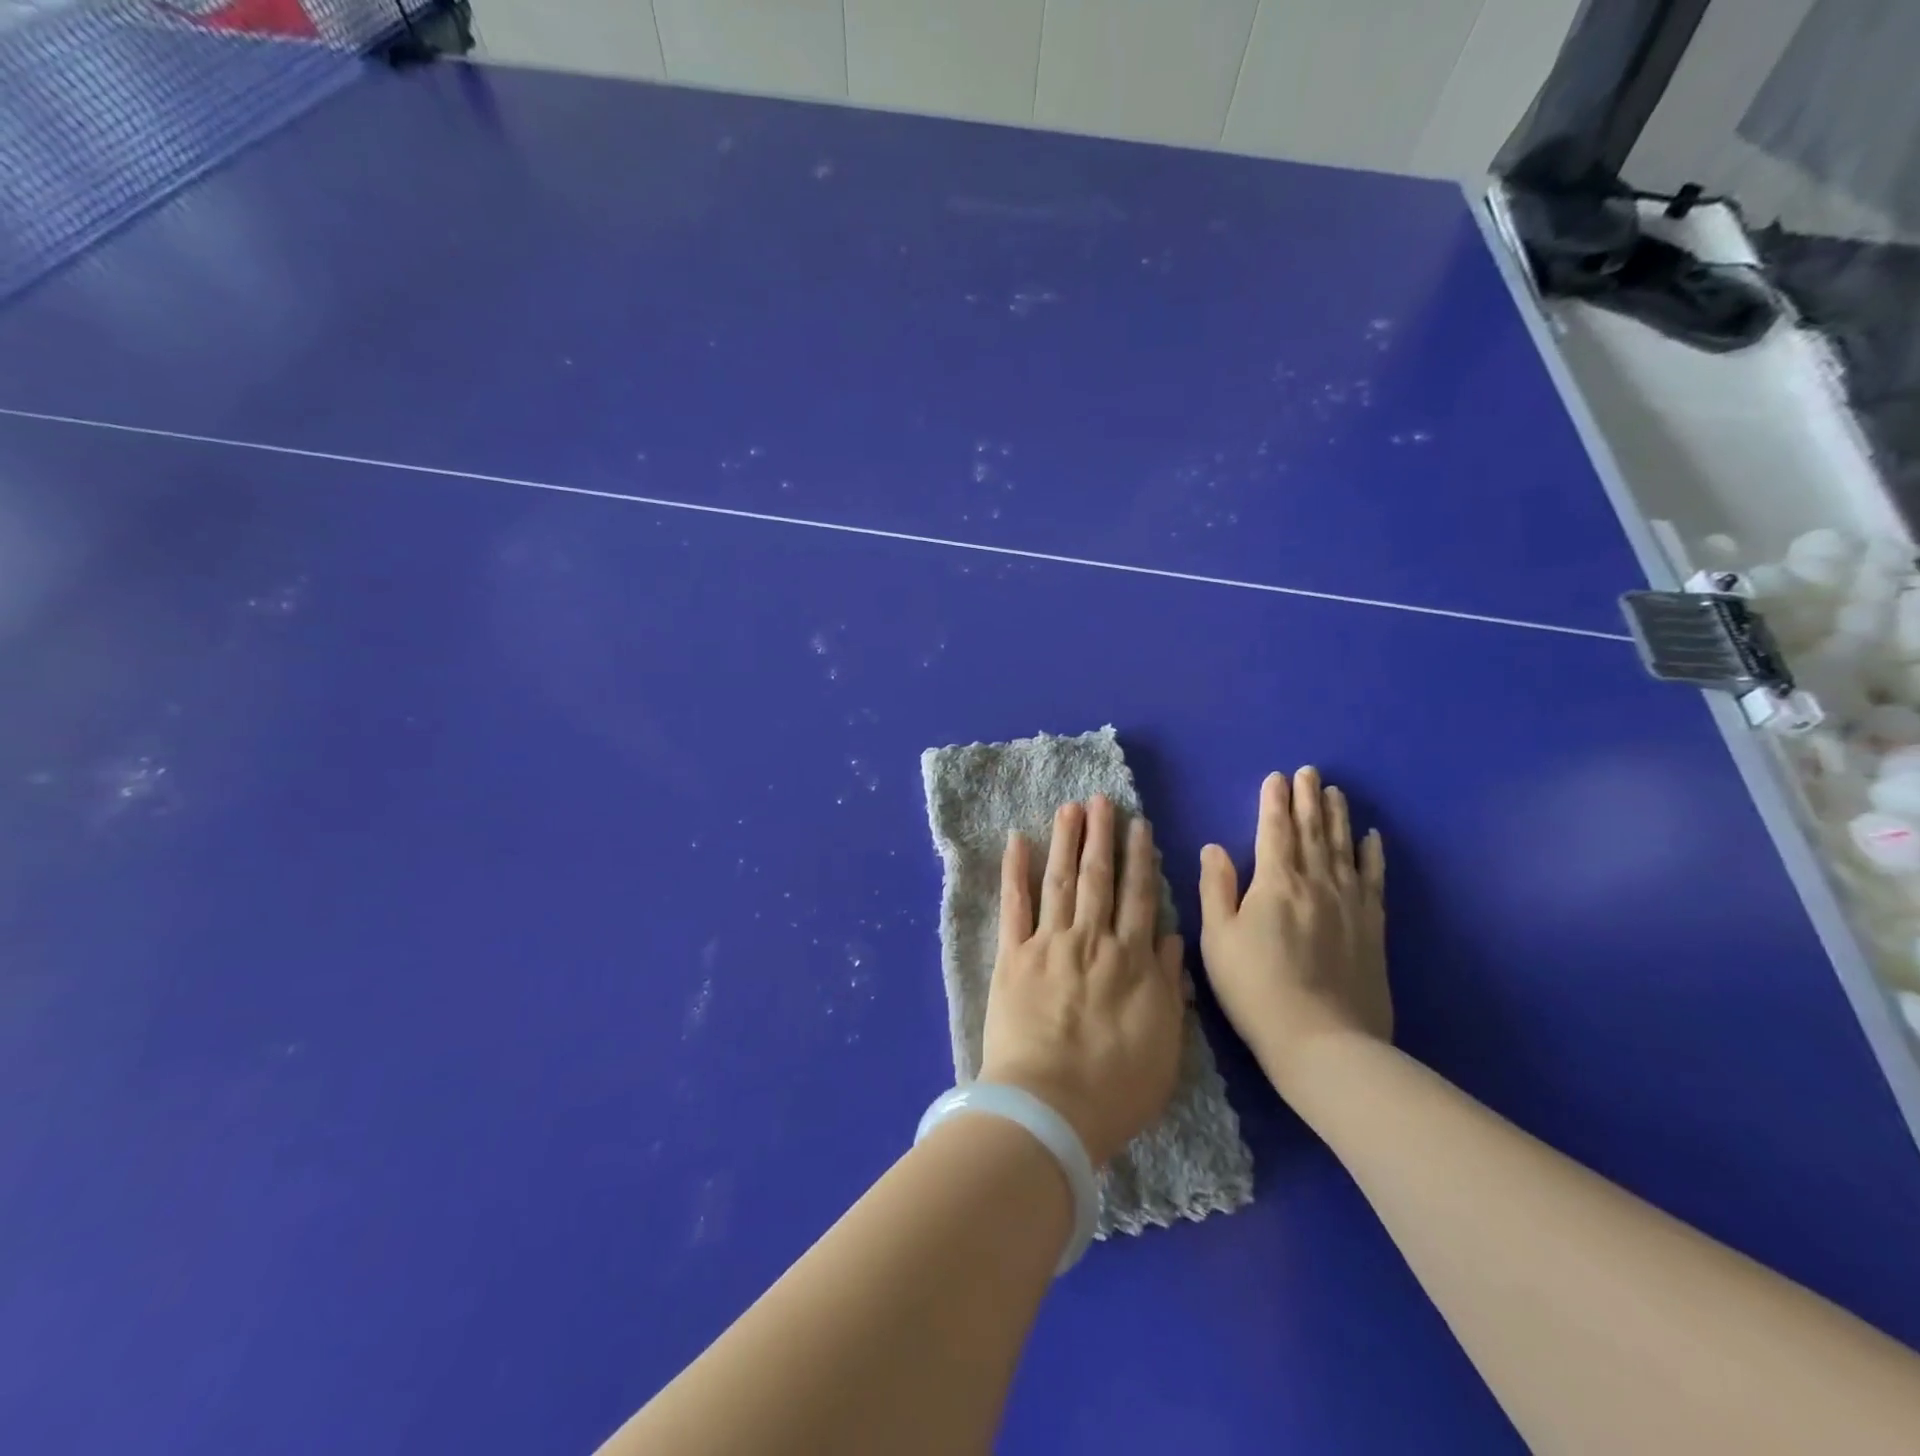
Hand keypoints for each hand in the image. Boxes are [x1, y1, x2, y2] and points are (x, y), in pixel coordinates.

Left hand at [979, 796, 1186, 1167]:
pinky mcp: (1012, 956)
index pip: (1139, 897)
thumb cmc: (1115, 1088)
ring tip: (1069, 808)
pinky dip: (1014, 871)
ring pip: (1060, 881)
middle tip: (1101, 800)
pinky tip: (1016, 841)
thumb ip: (1167, 984)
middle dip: (1101, 836)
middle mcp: (1092, 941)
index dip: (1139, 859)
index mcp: (1131, 961)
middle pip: (1099, 878)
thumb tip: (1169, 936)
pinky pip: (1014, 905)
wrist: (1051, 1107)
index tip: (1139, 826)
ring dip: (1065, 841)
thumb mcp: (1165, 1043)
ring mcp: (1049, 944)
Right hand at [1198, 767, 1388, 1099]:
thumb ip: (1216, 888)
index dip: (1273, 802)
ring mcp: (1349, 903)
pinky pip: (1373, 879)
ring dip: (1337, 817)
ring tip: (1335, 792)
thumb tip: (1214, 847)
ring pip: (1342, 847)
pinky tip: (1372, 837)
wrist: (1323, 1042)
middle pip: (1311, 832)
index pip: (1274, 831)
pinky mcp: (1372, 927)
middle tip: (1309, 772)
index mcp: (1274, 884)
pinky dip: (1372, 855)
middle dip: (1307, 799)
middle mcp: (1315, 883)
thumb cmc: (1256, 989)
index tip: (1276, 777)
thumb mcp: (1217, 940)